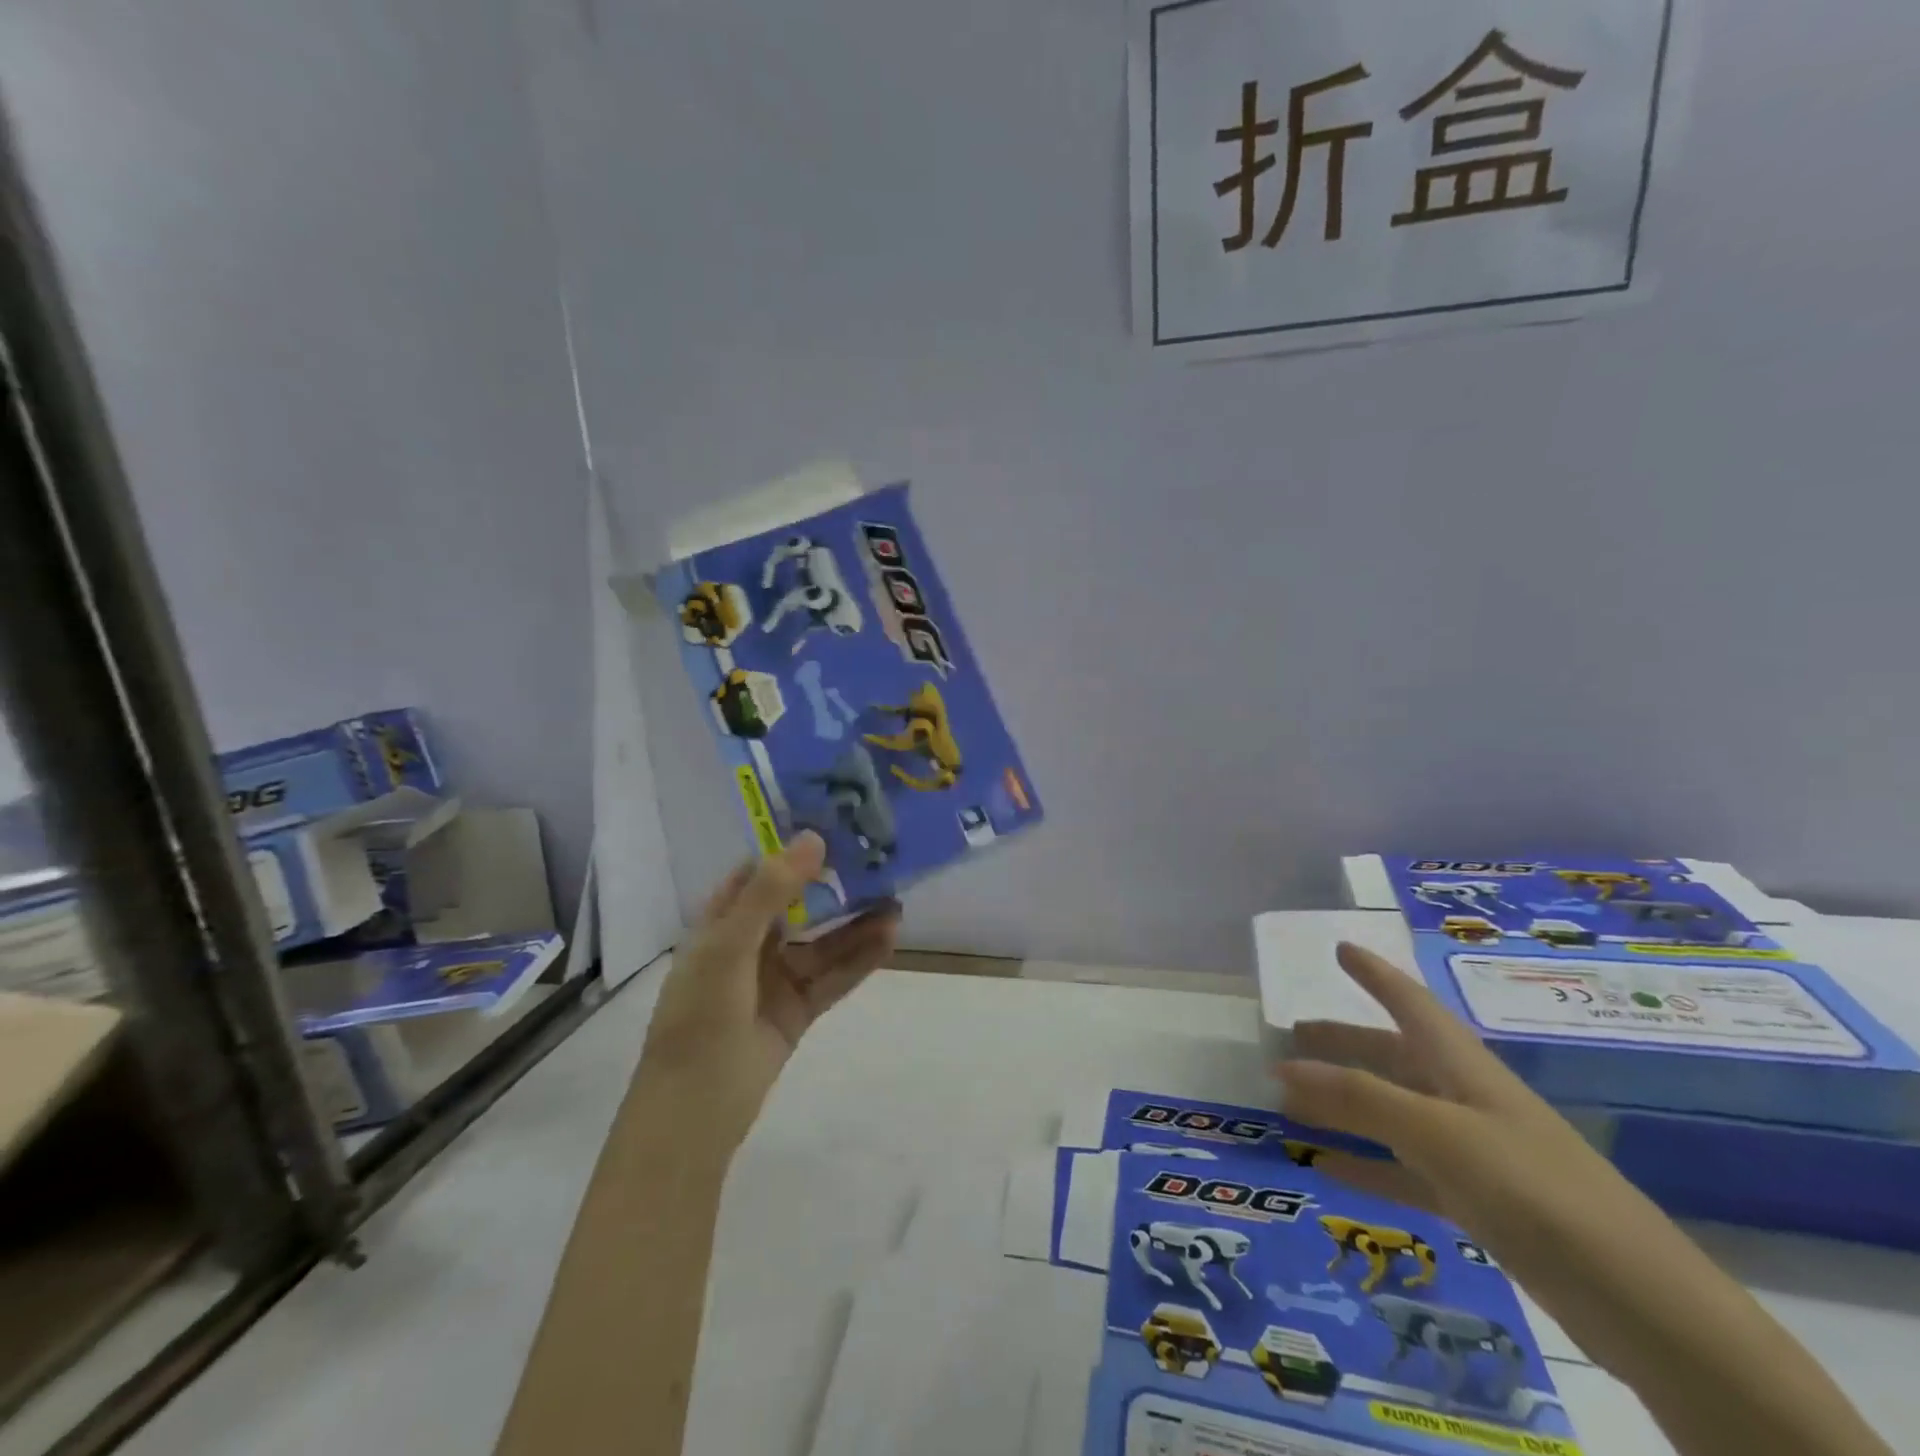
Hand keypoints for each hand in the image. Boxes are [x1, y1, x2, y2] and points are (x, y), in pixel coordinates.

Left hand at [642, 831, 898, 1132]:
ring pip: (822, 941)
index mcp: (721, 923)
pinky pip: (833, 976)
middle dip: (834, 884)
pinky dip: (860, 958)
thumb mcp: (729, 946)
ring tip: (896, 900)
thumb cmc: (700, 1016)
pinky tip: (889, 938)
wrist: (695, 1110)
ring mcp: (776, 978)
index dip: (790, 848)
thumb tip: (813, 839)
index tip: (832, 823)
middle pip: (798, 904)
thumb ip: (769, 892)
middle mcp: (750, 944)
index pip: (757, 872)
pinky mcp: (798, 1009)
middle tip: (877, 859)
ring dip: (855, 923)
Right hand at [1278, 945, 1895, 1455]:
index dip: (1376, 973)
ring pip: (1392, 1115)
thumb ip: (1360, 1098)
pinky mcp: (1481, 1205)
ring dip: (1344, 1105)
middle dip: (1344, 1043)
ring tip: (1290, 1100)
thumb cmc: (1539, 1192)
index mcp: (1463, 1067)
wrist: (1647, 1308)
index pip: (1410, 1003)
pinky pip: (1405, 1172)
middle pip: (1393, 1057)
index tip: (1341, 947)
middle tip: (1292, 1036)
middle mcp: (1465, 1099)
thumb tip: (1283, 1066)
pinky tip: (1325, 1169)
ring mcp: (1474, 1153)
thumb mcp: (1440, 1134)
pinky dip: (1365, 1165)